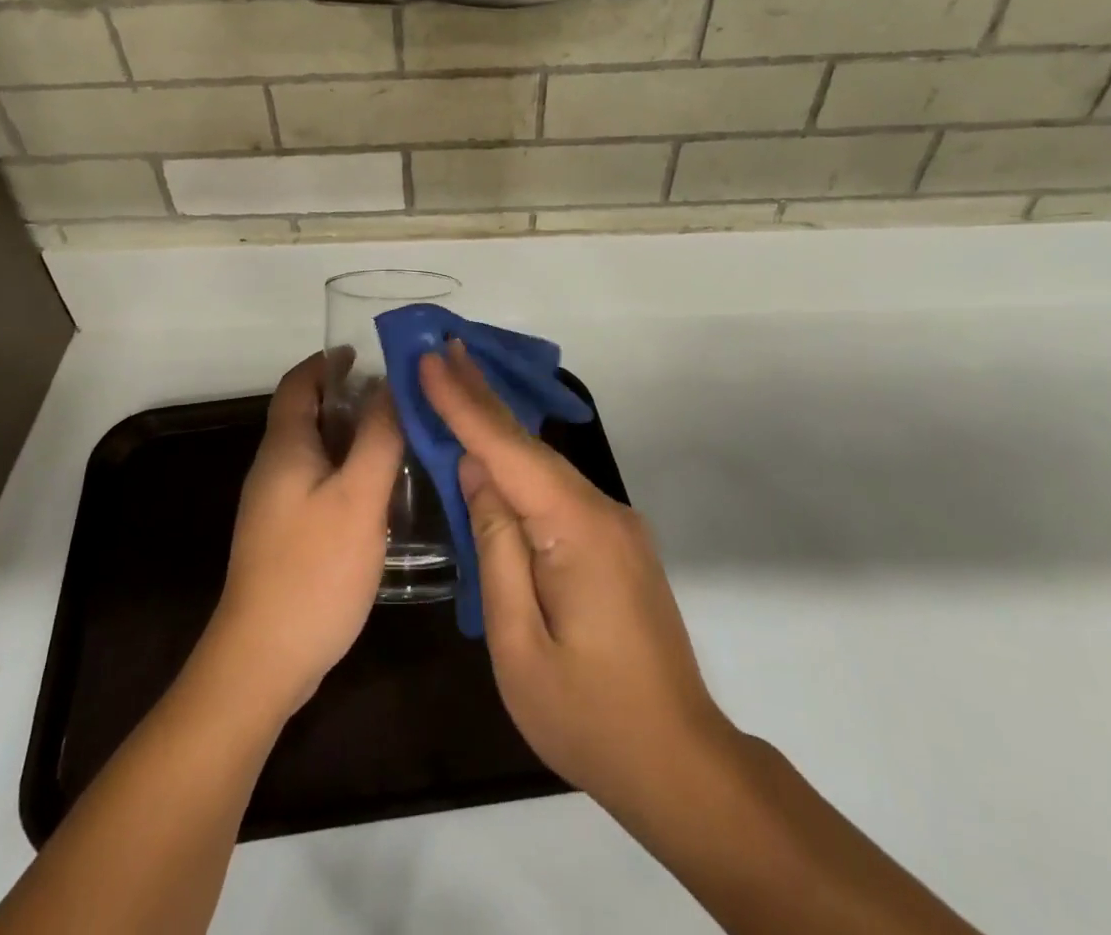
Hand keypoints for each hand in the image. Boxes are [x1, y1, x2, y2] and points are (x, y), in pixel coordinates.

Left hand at [209, 353, 402, 717]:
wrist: (263, 660)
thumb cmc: (314, 569)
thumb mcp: (358, 497)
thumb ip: (378, 437)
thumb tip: (389, 385)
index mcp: (284, 448)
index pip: (299, 383)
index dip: (327, 362)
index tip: (365, 352)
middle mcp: (273, 468)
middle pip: (307, 415)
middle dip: (347, 397)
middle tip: (398, 397)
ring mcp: (276, 505)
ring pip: (316, 451)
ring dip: (351, 436)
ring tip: (399, 437)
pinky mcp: (285, 535)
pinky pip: (319, 483)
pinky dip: (347, 470)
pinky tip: (380, 490)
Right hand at [421, 343, 735, 818]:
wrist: (679, 764)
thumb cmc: (588, 716)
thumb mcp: (518, 643)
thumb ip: (496, 547)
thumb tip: (476, 474)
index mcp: (576, 531)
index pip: (507, 453)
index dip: (464, 404)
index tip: (431, 360)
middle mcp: (601, 511)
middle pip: (528, 445)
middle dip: (481, 394)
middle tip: (444, 347)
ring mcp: (614, 524)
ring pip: (543, 464)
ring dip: (497, 425)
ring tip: (456, 382)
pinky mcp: (614, 540)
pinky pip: (555, 488)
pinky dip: (517, 461)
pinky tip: (492, 450)